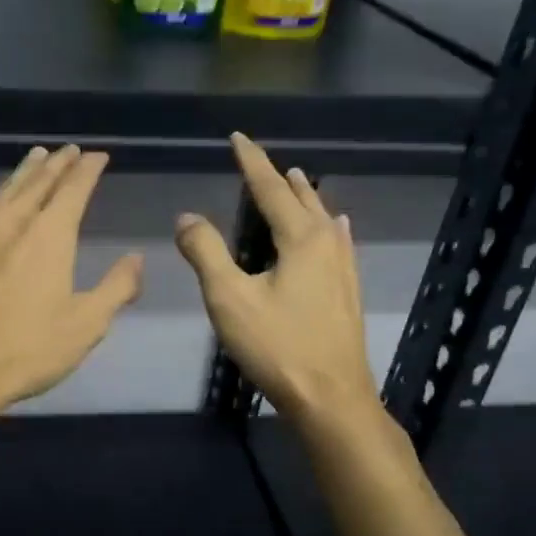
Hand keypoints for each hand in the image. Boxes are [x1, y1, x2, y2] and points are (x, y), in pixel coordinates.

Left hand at [0, 144, 142, 419]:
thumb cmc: (27, 348)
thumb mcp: (86, 324)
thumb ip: (116, 288)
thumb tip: (135, 259)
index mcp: (49, 234)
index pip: (73, 188)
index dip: (88, 169)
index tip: (98, 156)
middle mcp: (13, 222)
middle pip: (38, 181)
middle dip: (57, 163)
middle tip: (69, 150)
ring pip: (6, 189)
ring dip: (26, 171)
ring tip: (36, 157)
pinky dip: (0, 195)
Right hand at [176, 133, 379, 425]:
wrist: (332, 399)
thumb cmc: (277, 346)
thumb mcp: (229, 298)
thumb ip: (205, 252)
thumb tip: (187, 217)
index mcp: (300, 238)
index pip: (270, 187)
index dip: (251, 161)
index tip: (238, 137)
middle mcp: (327, 243)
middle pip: (301, 198)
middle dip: (278, 176)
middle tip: (259, 158)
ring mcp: (343, 267)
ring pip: (323, 218)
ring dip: (304, 196)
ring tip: (295, 180)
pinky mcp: (348, 290)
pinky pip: (338, 241)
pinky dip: (328, 224)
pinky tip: (338, 226)